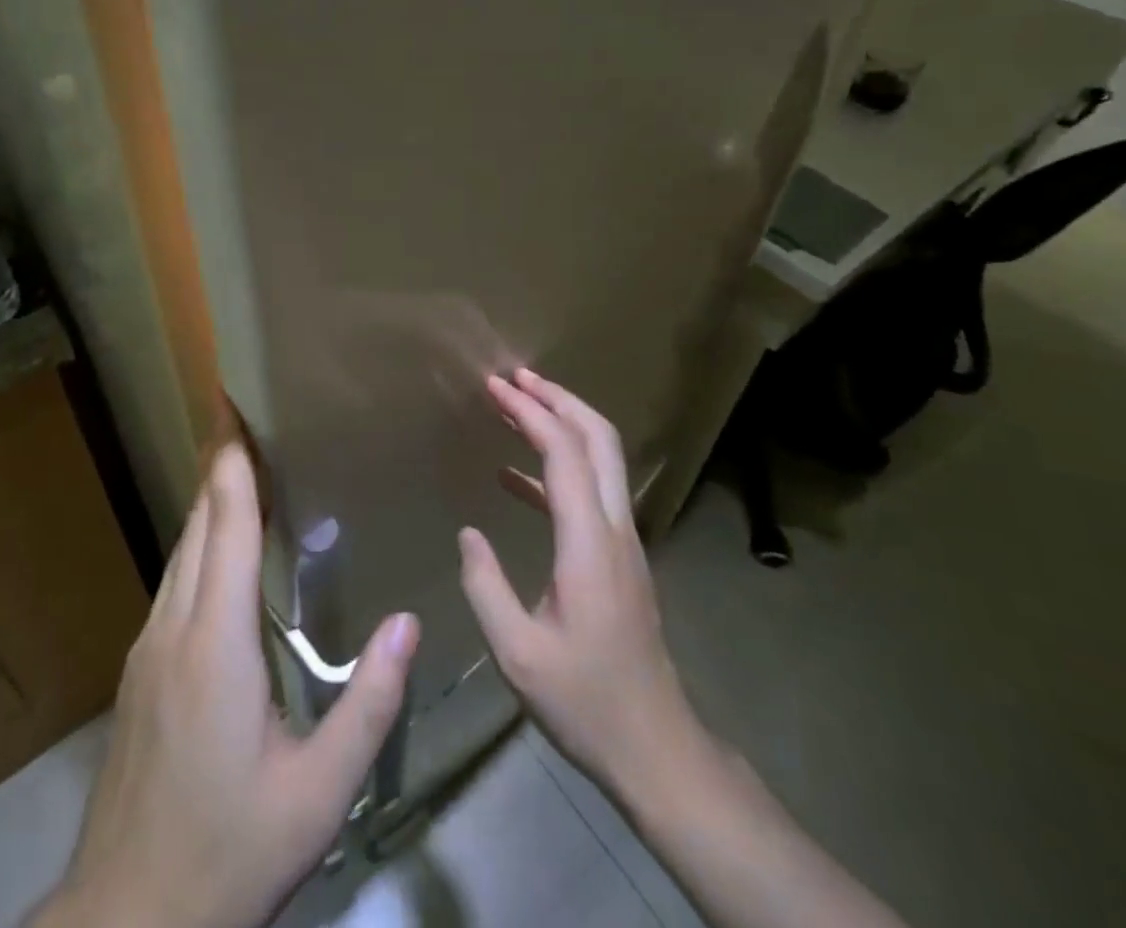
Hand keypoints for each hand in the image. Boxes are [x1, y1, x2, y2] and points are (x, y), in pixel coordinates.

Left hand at [33, 444, 419, 927]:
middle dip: (220, 463)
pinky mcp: (139, 669)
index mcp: (215, 640)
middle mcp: (173, 625)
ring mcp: (147, 646)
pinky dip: (199, 542)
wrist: (125, 921)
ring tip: (242, 467)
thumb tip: (409, 622)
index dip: (232, 461)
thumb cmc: (228, 851)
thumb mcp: (318, 793)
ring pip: (180, 548)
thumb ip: (368, 704)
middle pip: (198, 521)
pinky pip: (173, 579)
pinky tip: (221, 550)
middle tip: (247, 417)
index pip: (226, 523)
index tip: (235, 406)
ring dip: (209, 501)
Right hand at [457, 369, 698, 797]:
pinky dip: (554, 469)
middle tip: (514, 377)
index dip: (530, 412)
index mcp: (590, 543)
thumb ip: (486, 586)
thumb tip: (468, 533)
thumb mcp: (518, 653)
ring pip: (601, 459)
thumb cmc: (585, 701)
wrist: (656, 748)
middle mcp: (615, 528)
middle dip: (558, 398)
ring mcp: (622, 541)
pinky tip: (512, 477)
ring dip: (561, 424)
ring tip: (513, 407)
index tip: (495, 386)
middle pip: (599, 438)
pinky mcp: (618, 558)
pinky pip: (589, 493)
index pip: (565, 453)